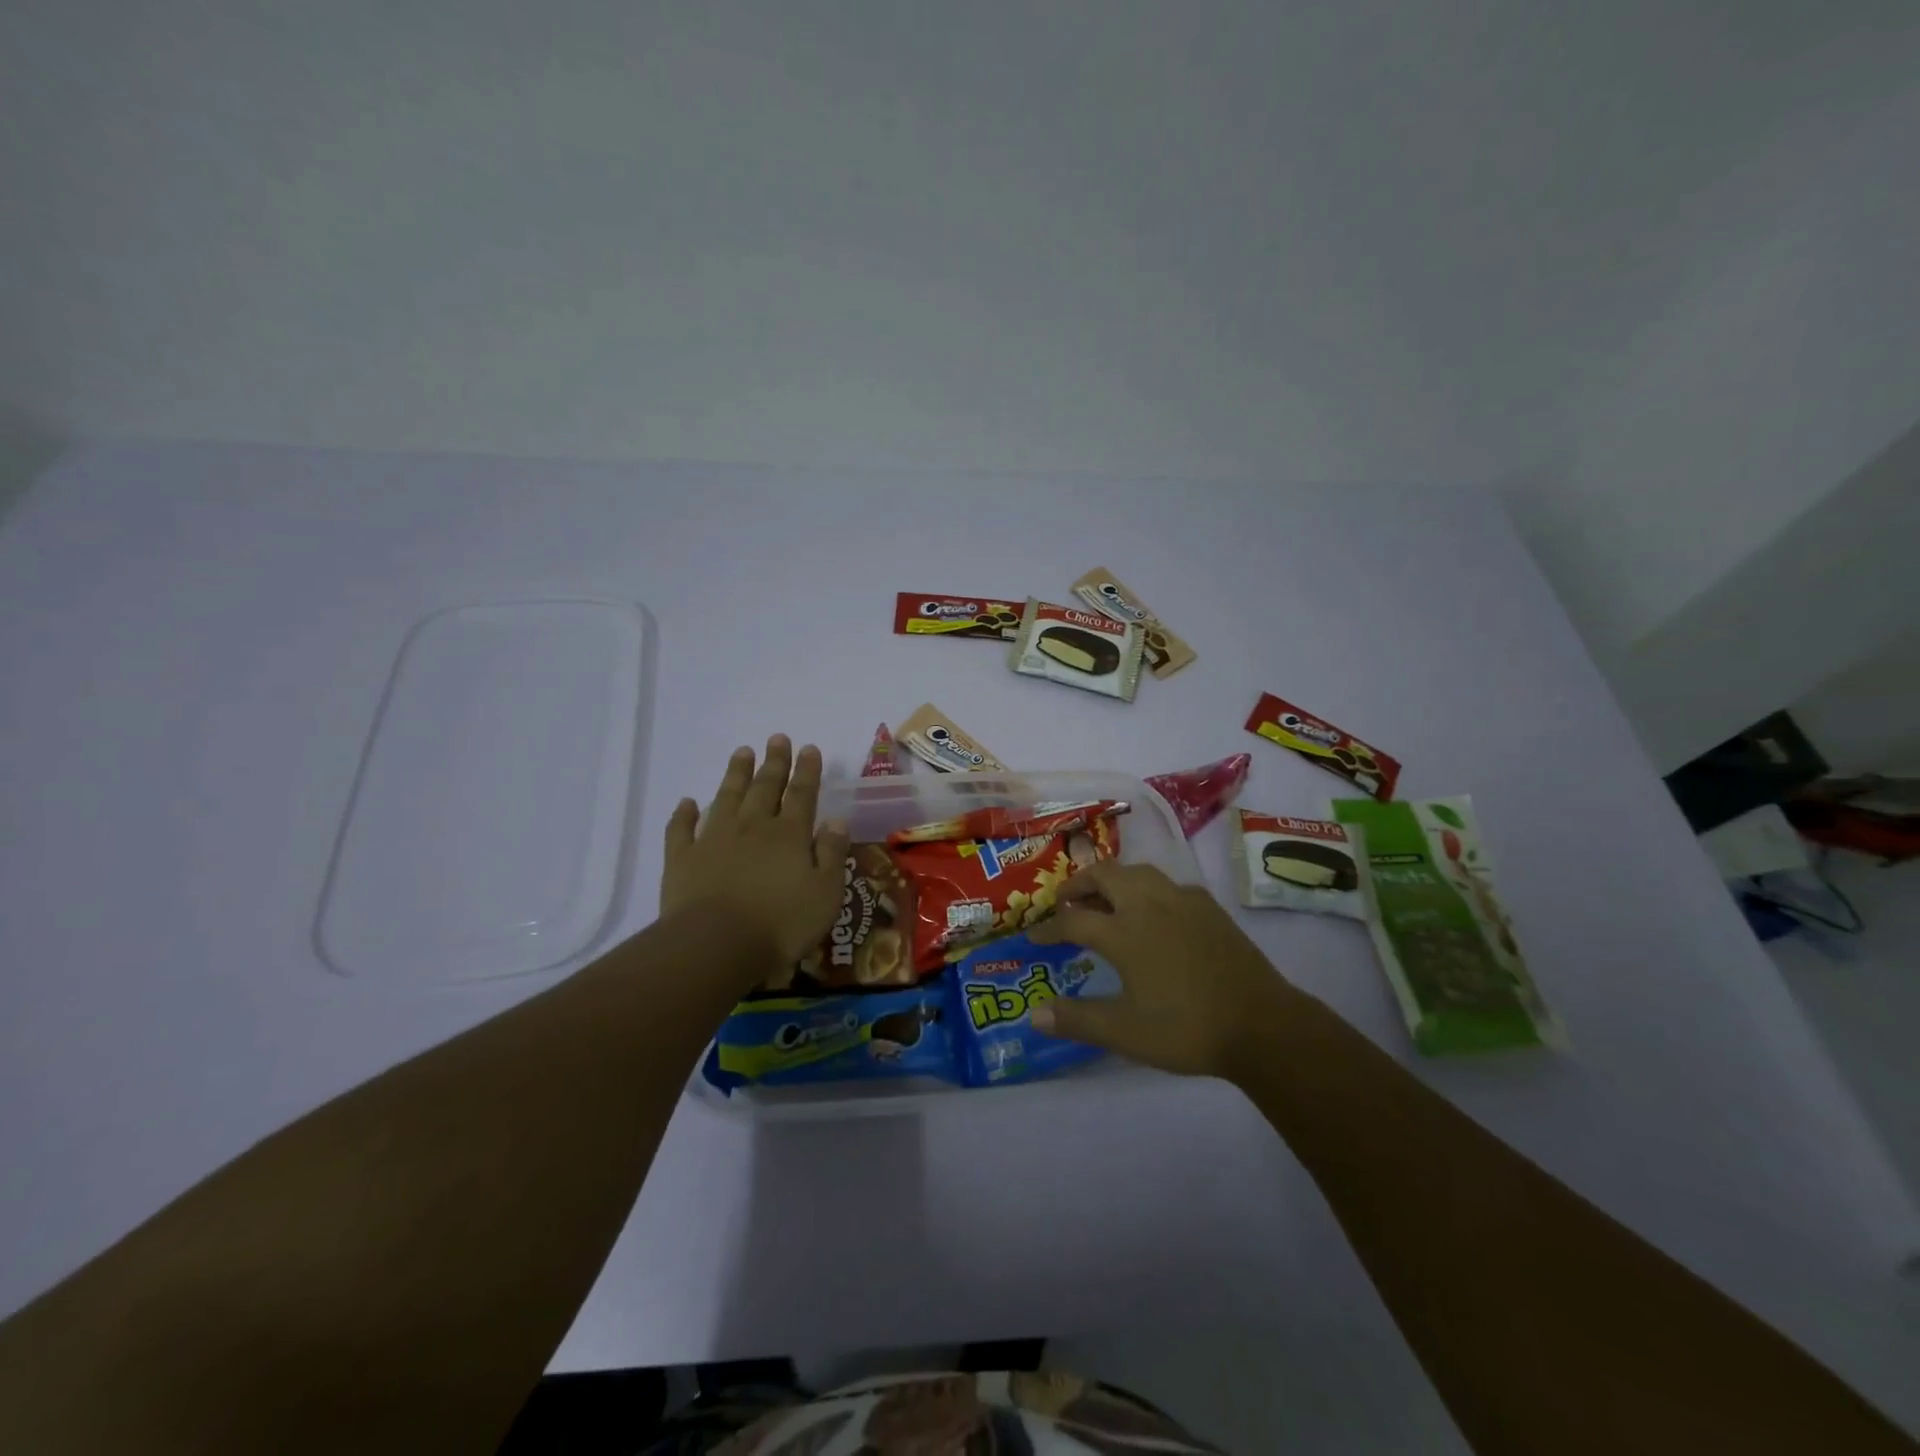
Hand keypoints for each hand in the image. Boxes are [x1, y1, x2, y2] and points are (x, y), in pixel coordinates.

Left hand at [660, 736, 851, 973]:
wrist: (715, 945)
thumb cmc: (781, 923)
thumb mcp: (825, 893)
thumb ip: (831, 853)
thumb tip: (835, 820)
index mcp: (789, 834)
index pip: (802, 794)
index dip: (807, 771)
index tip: (808, 748)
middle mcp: (752, 827)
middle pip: (764, 787)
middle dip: (773, 762)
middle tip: (777, 738)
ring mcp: (713, 839)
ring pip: (726, 797)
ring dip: (735, 774)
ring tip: (742, 752)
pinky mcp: (682, 859)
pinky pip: (682, 829)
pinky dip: (684, 813)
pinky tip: (687, 802)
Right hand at [1028, 861, 1302, 1080]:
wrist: (1261, 1024)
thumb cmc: (1186, 1028)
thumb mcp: (1125, 1032)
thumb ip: (1077, 1020)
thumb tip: (1034, 1015)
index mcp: (1123, 932)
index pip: (1073, 921)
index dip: (1049, 928)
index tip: (1034, 936)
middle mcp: (1149, 905)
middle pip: (1104, 875)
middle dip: (1079, 884)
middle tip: (1066, 902)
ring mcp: (1182, 901)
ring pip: (1138, 872)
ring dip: (1113, 880)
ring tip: (1105, 901)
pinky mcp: (1208, 907)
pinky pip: (1167, 884)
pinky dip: (1147, 890)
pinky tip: (1153, 913)